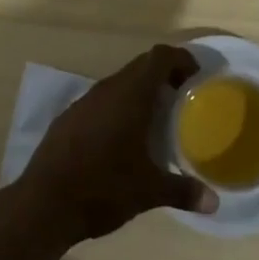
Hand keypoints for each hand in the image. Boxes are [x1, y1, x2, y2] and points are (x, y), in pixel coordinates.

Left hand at [18, 45, 218, 245]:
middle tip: (183, 96)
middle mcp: (108, 89)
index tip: (196, 76)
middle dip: (163, 74)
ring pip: (119, 83)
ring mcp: (85, 101)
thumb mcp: (148, 192)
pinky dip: (119, 107)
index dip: (180, 59)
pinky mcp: (69, 117)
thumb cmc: (103, 187)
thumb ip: (183, 192)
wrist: (44, 202)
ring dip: (140, 91)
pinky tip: (122, 136)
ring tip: (156, 117)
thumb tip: (214, 202)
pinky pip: (102, 100)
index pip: (159, 57)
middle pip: (140, 66)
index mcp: (130, 95)